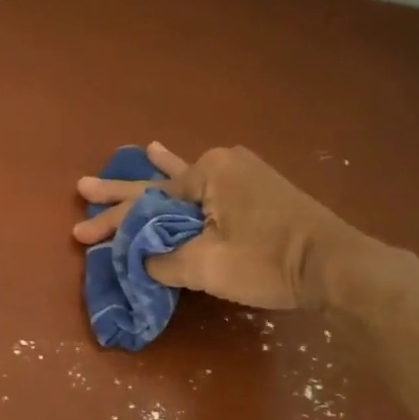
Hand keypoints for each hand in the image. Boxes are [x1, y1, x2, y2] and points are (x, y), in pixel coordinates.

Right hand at [72, 143, 365, 309]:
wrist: (337, 268)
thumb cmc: (269, 262)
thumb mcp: (206, 266)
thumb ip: (162, 261)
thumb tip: (140, 259)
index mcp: (206, 175)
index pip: (145, 206)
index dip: (111, 224)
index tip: (81, 236)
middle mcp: (219, 165)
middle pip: (157, 189)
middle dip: (119, 198)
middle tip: (82, 190)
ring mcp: (238, 175)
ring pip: (179, 183)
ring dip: (147, 183)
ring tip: (120, 159)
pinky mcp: (251, 190)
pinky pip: (204, 183)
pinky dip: (181, 173)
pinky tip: (160, 152)